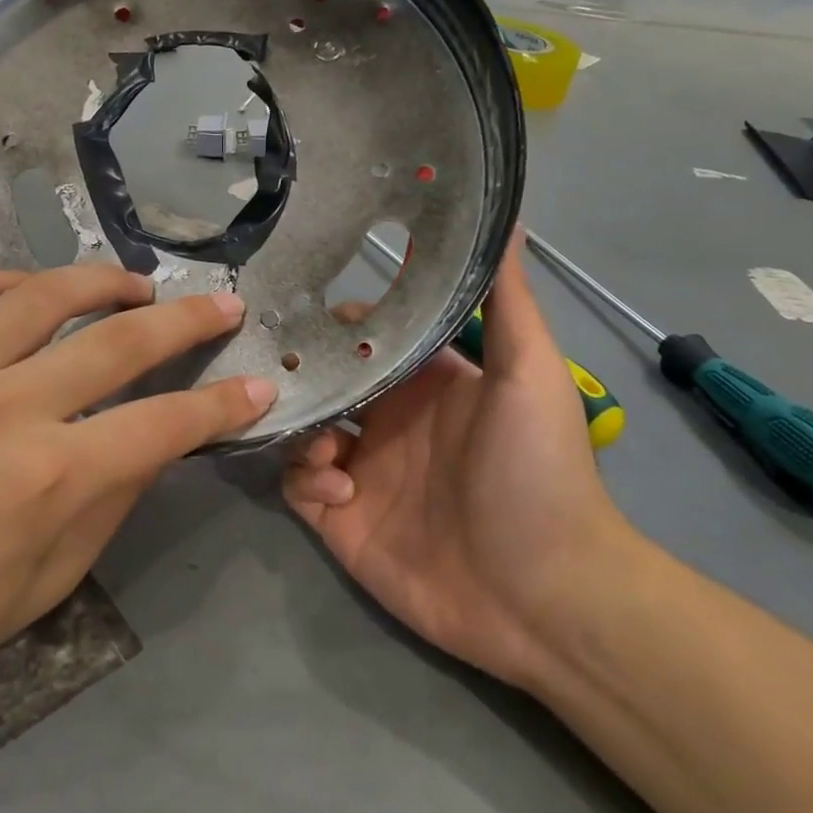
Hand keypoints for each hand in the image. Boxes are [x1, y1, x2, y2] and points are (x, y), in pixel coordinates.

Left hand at [0, 266, 274, 722]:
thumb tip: (157, 436)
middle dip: (187, 320)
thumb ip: (112, 499)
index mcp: (47, 480)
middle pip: (119, 341)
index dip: (222, 404)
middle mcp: (2, 410)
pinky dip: (10, 280)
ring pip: (44, 294)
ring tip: (137, 286)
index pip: (163, 423)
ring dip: (105, 282)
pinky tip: (35, 291)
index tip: (258, 385)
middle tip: (222, 304)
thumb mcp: (50, 582)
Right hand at [285, 233, 627, 691]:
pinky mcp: (341, 519)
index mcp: (425, 385)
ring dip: (300, 426)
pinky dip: (307, 479)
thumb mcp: (530, 374)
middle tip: (267, 362)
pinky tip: (340, 489)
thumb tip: (505, 216)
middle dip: (296, 371)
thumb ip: (507, 299)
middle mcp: (387, 421)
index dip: (336, 322)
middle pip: (322, 381)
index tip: (301, 304)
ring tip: (321, 438)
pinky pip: (298, 486)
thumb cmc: (537, 472)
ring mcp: (361, 471)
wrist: (544, 596)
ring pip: (300, 430)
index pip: (364, 338)